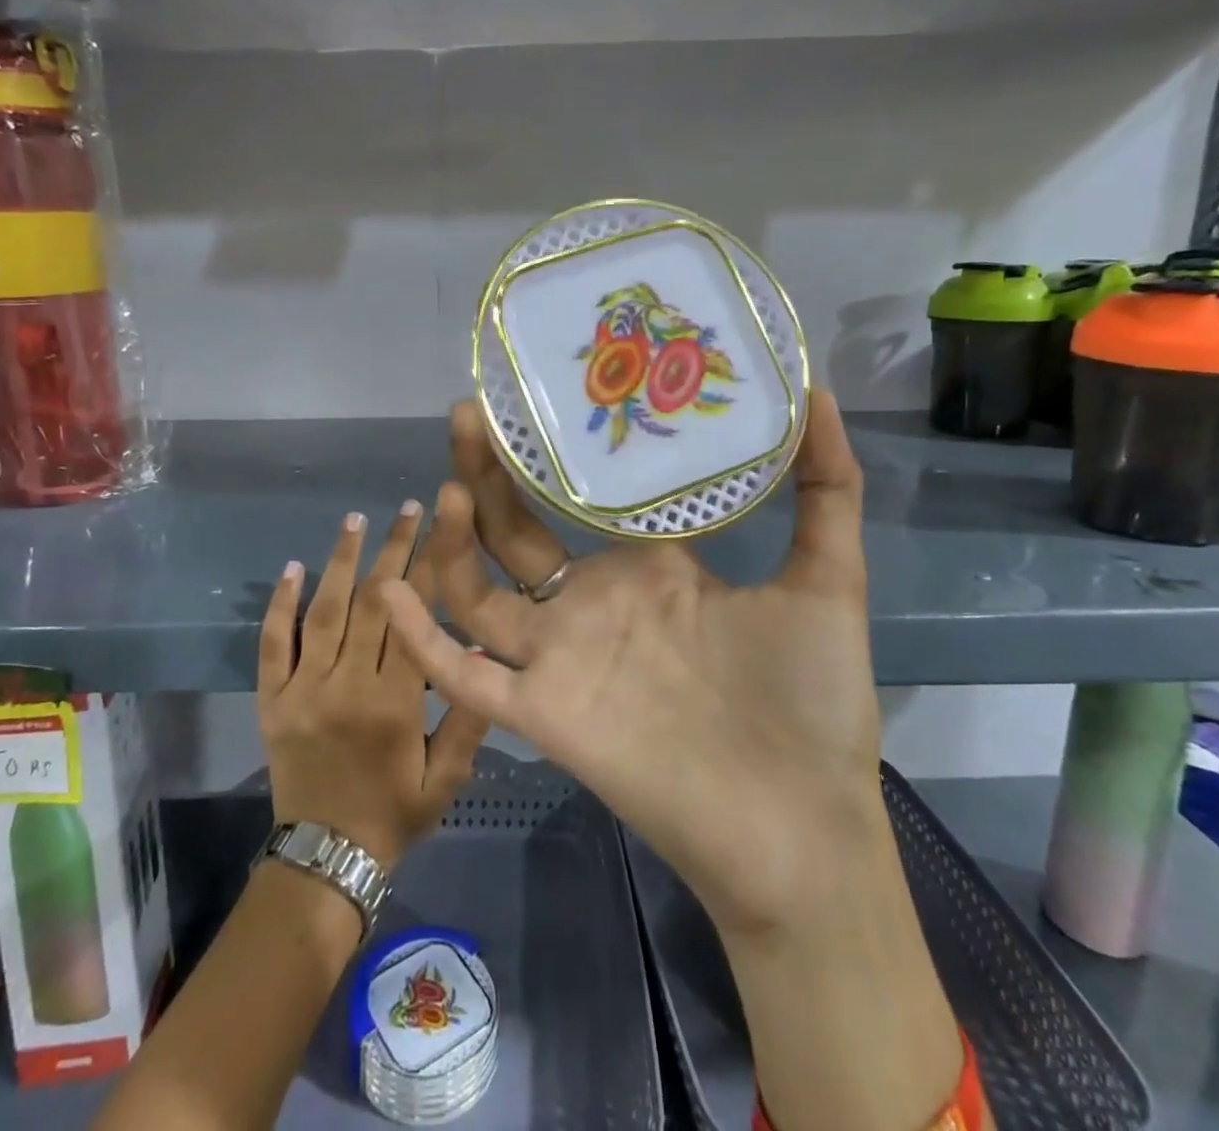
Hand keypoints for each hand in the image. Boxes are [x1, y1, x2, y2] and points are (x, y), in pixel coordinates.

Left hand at [258, 505, 490, 870]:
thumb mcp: (447, 778)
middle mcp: (346, 686)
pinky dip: (279, 604)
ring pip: (322, 612)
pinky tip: (293, 567)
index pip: (413, 618)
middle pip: (371, 603)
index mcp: (393, 702)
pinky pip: (272, 645)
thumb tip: (483, 647)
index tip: (439, 527)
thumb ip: (468, 717)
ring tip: (355, 519)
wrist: (326, 860)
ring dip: (340, 561)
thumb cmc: (395, 814)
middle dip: (393, 549)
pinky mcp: (271, 700)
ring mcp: (302, 690)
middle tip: (408, 508)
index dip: (428, 567)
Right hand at [380, 388, 883, 934]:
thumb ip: (827, 488)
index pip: (584, 495)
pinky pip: (466, 674)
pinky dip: (425, 638)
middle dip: (488, 471)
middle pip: (517, 527)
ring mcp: (562, 655)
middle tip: (470, 411)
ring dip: (453, 539)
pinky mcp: (543, 711)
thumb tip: (819, 391)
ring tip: (448, 483)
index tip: (537, 391)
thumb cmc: (813, 700)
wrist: (803, 827)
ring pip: (481, 587)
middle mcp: (595, 600)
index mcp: (648, 567)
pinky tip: (391, 592)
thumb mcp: (827, 577)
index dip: (555, 450)